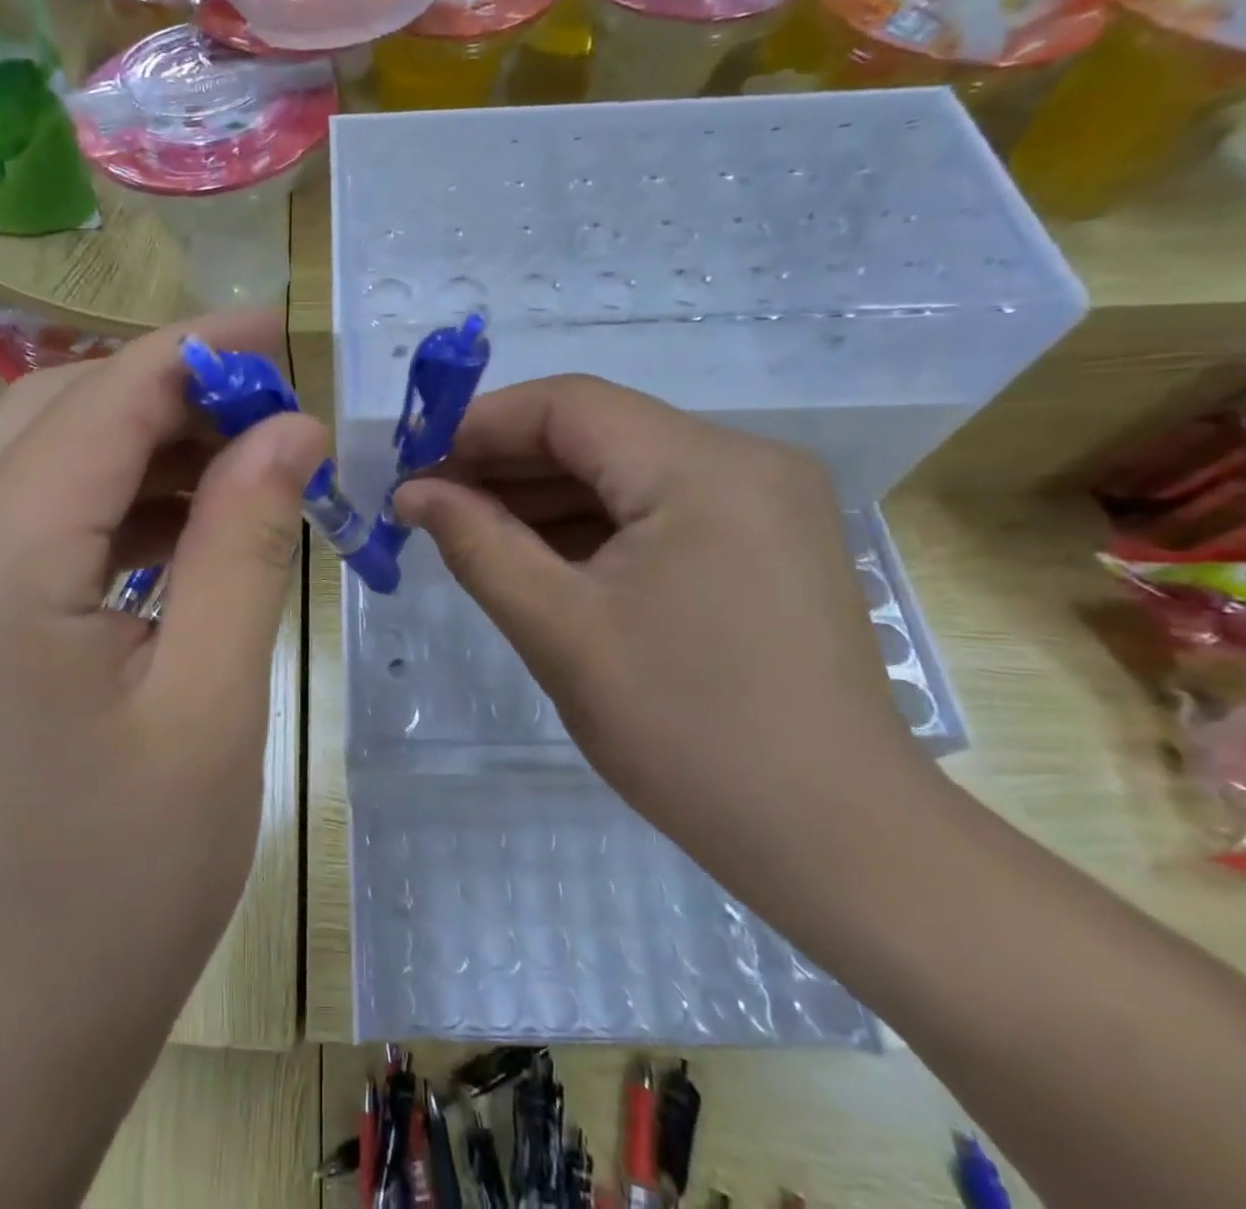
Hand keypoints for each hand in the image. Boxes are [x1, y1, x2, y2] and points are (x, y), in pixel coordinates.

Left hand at [0, 309, 322, 1090]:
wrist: (4, 1036)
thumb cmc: (124, 886)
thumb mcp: (213, 702)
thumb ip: (245, 542)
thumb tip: (291, 431)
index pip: (101, 405)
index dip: (196, 352)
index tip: (280, 331)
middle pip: (54, 414)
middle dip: (167, 388)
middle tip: (270, 405)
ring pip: (36, 461)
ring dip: (138, 443)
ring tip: (239, 462)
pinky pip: (25, 522)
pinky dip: (106, 503)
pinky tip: (179, 527)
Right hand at [394, 375, 942, 903]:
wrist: (833, 840)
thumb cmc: (685, 731)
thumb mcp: (558, 630)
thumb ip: (476, 543)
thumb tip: (412, 493)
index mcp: (703, 467)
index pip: (569, 405)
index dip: (480, 425)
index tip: (414, 464)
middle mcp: (744, 461)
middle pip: (598, 432)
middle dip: (505, 462)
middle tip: (430, 503)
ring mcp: (763, 502)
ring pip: (625, 471)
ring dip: (544, 496)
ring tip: (469, 531)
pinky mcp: (764, 543)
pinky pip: (657, 509)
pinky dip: (591, 526)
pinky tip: (536, 556)